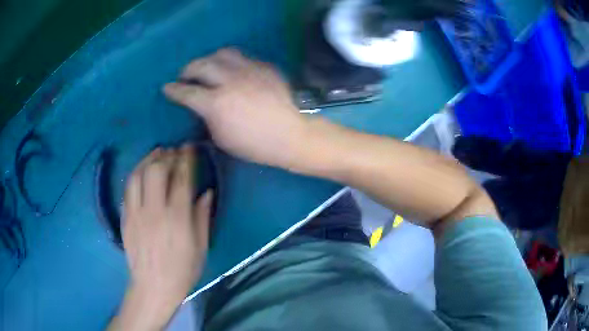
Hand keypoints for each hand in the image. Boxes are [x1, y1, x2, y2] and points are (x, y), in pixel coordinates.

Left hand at [120, 146, 211, 323]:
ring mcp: (137, 213)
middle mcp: (155, 211)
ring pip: (138, 175)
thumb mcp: (200, 247)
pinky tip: (141, 172)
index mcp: (178, 219)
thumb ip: (202, 217)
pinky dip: (136, 174)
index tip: (188, 147)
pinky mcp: (125, 218)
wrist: (153, 286)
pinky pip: (128, 189)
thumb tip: (206, 192)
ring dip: (148, 160)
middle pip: (157, 170)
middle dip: (166, 155)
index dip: (185, 159)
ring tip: (156, 154)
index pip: (181, 179)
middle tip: (173, 151)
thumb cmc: (182, 270)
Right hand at [164, 48, 308, 168]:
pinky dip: (231, 63)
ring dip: (209, 59)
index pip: (187, 92)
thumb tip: (201, 106)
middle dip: (188, 69)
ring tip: (207, 68)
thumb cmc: (255, 144)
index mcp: (216, 103)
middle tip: (185, 75)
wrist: (290, 134)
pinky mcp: (264, 67)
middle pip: (201, 64)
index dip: (173, 90)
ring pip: (222, 53)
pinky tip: (232, 72)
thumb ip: (207, 118)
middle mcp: (230, 81)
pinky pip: (242, 58)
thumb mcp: (222, 138)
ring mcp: (249, 70)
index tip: (167, 87)